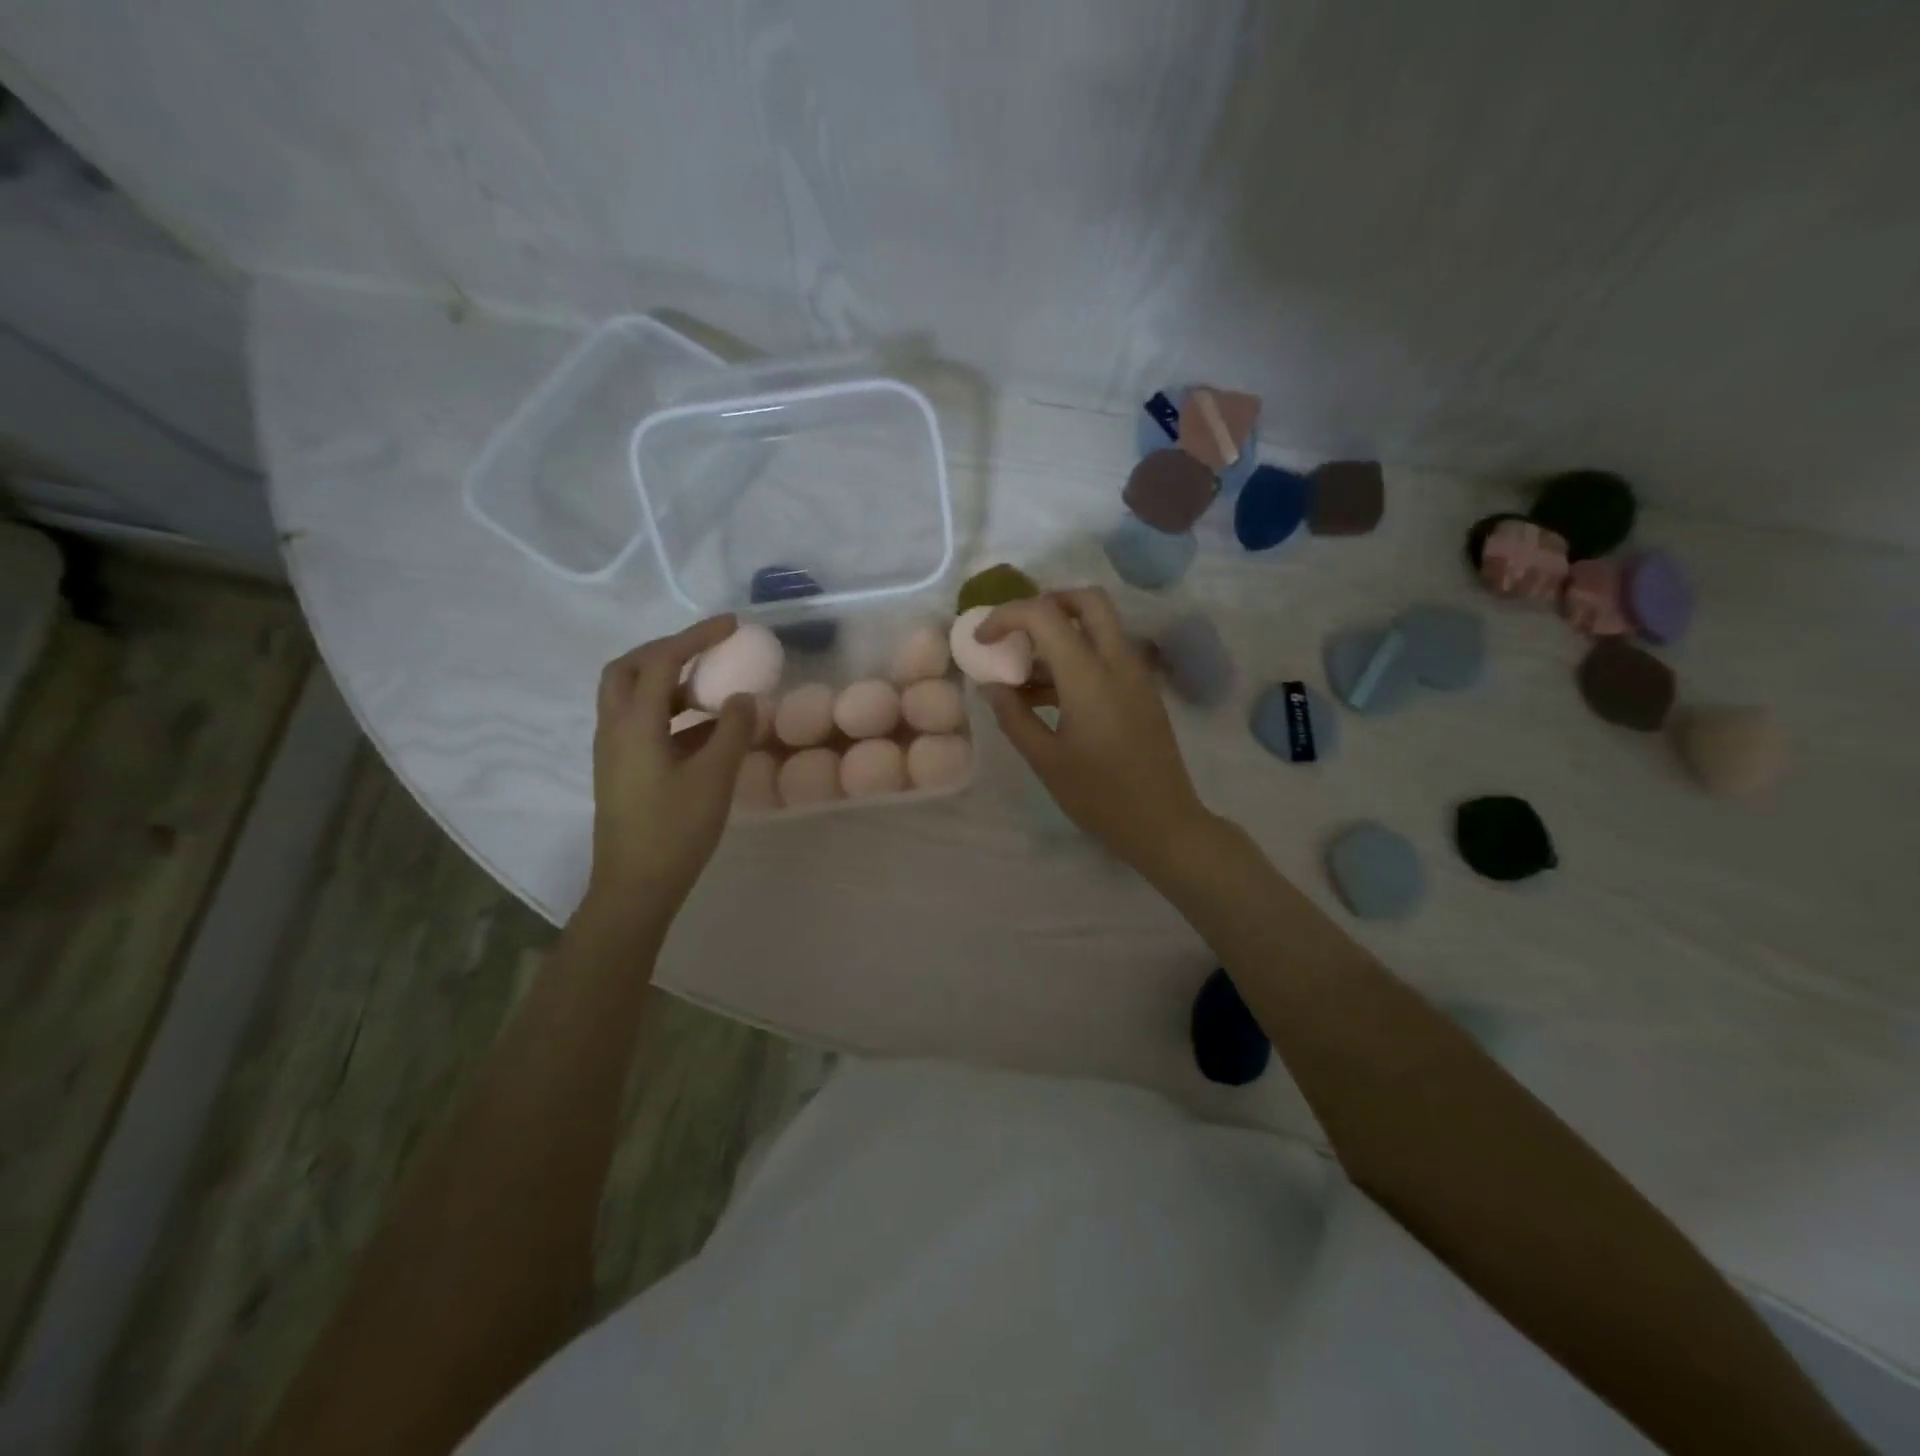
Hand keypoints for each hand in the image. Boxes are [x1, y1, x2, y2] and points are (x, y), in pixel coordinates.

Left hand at [585, 616, 756, 916]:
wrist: (635, 887)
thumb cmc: (675, 830)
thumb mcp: (714, 778)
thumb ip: (732, 731)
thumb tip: (743, 697)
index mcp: (633, 724)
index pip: (661, 660)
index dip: (696, 637)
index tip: (731, 625)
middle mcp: (613, 728)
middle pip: (629, 668)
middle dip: (668, 651)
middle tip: (706, 651)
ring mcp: (612, 750)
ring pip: (630, 696)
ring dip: (667, 681)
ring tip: (711, 687)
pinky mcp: (620, 770)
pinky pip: (640, 723)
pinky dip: (669, 712)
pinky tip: (704, 730)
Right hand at [978, 588, 1218, 877]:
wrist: (1163, 823)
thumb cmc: (1099, 796)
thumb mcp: (1045, 760)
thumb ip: (1013, 716)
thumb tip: (991, 685)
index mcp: (1090, 676)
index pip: (1045, 616)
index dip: (1007, 616)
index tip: (982, 639)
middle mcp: (1118, 662)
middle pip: (1088, 601)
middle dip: (1048, 603)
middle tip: (1018, 632)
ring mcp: (1137, 675)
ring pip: (1101, 626)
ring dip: (1063, 633)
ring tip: (1025, 674)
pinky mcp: (1143, 691)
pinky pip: (1109, 653)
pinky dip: (1079, 656)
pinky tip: (1051, 695)